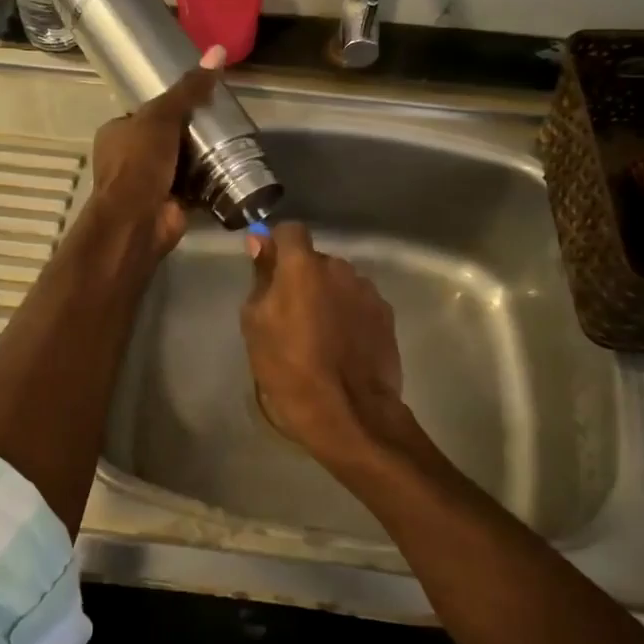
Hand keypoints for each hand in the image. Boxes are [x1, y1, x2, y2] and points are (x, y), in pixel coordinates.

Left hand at [87, 45, 226, 257]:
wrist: (138, 220)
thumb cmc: (140, 163)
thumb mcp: (162, 117)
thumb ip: (189, 89)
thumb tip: (218, 51)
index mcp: (116, 134)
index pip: (146, 113)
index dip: (171, 106)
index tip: (200, 101)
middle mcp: (128, 159)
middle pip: (165, 138)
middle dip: (189, 134)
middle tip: (221, 122)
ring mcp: (148, 184)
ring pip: (179, 164)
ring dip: (201, 159)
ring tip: (232, 144)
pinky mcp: (168, 205)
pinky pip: (192, 188)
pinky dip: (208, 183)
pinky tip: (231, 172)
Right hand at [240, 222, 406, 462]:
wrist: (349, 412)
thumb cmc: (290, 369)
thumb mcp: (256, 325)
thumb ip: (261, 279)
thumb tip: (260, 244)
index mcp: (303, 266)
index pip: (289, 231)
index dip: (278, 246)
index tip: (269, 269)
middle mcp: (340, 268)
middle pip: (316, 260)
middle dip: (303, 278)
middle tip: (290, 314)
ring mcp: (368, 291)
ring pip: (339, 282)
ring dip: (328, 296)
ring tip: (320, 334)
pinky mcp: (387, 315)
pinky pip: (359, 304)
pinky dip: (349, 315)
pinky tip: (343, 346)